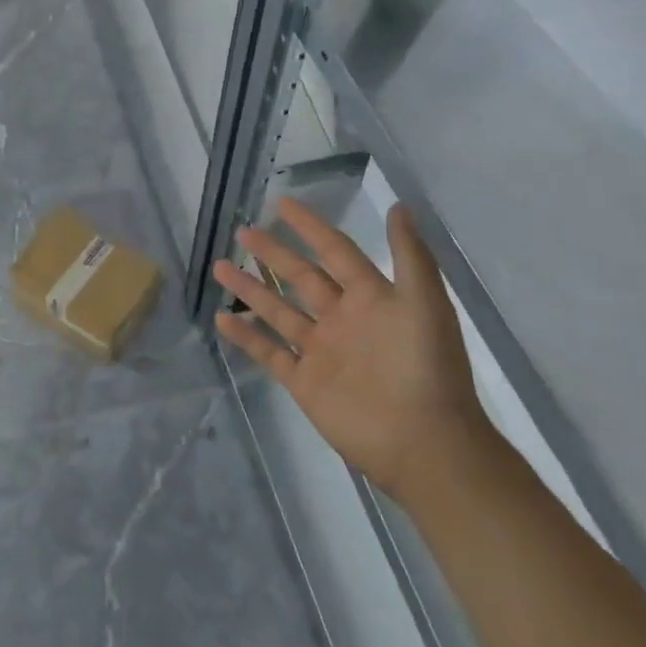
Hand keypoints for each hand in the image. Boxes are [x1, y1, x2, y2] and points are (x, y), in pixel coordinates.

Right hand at [213, 201, 489, 503]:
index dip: (310, 227)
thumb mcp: (425, 303)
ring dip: (250, 288)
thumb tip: (398, 206)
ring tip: (220, 266)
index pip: (335, 251)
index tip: (281, 204)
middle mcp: (341, 318)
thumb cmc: (425, 368)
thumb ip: (410, 255)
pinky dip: (246, 336)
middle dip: (272, 253)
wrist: (422, 442)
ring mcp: (320, 350)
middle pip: (300, 277)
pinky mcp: (304, 381)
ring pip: (278, 310)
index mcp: (371, 297)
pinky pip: (269, 352)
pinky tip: (222, 317)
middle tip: (242, 231)